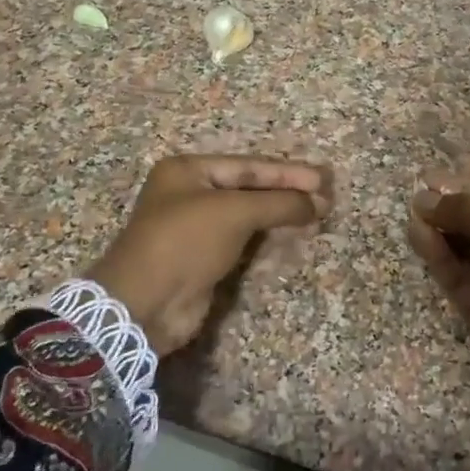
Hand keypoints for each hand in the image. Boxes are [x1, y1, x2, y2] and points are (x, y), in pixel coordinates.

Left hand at [88, 155, 330, 354]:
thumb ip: (279, 203)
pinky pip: (242, 241)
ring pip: (247, 215)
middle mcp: (189, 194)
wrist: (145, 304)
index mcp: (187, 171)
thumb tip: (319, 202)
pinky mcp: (203, 259)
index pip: (248, 166)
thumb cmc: (185, 242)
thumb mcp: (234, 213)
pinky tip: (292, 236)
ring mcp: (195, 228)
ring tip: (317, 214)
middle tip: (325, 197)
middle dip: (287, 192)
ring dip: (280, 215)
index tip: (322, 180)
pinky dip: (267, 238)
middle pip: (249, 188)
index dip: (287, 172)